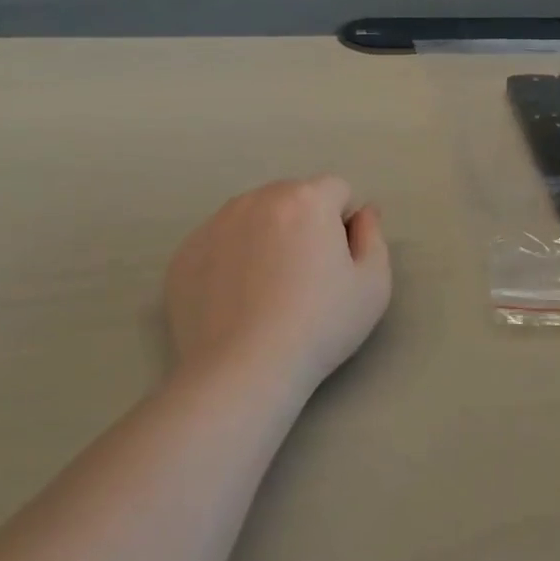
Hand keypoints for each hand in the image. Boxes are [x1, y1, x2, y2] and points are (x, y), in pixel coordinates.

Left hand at [164, 177, 391, 393]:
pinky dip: (231, 259)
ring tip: (267, 289)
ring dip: (266, 237)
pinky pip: (220, 242)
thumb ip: (374, 236)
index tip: (338, 263)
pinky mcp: (185, 253)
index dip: (344, 224)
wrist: (243, 371)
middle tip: (304, 277)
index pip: (337, 190)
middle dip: (304, 224)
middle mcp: (258, 198)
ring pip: (254, 217)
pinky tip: (236, 300)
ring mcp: (215, 223)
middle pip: (293, 197)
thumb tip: (363, 213)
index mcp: (306, 198)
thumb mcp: (373, 285)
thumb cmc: (319, 326)